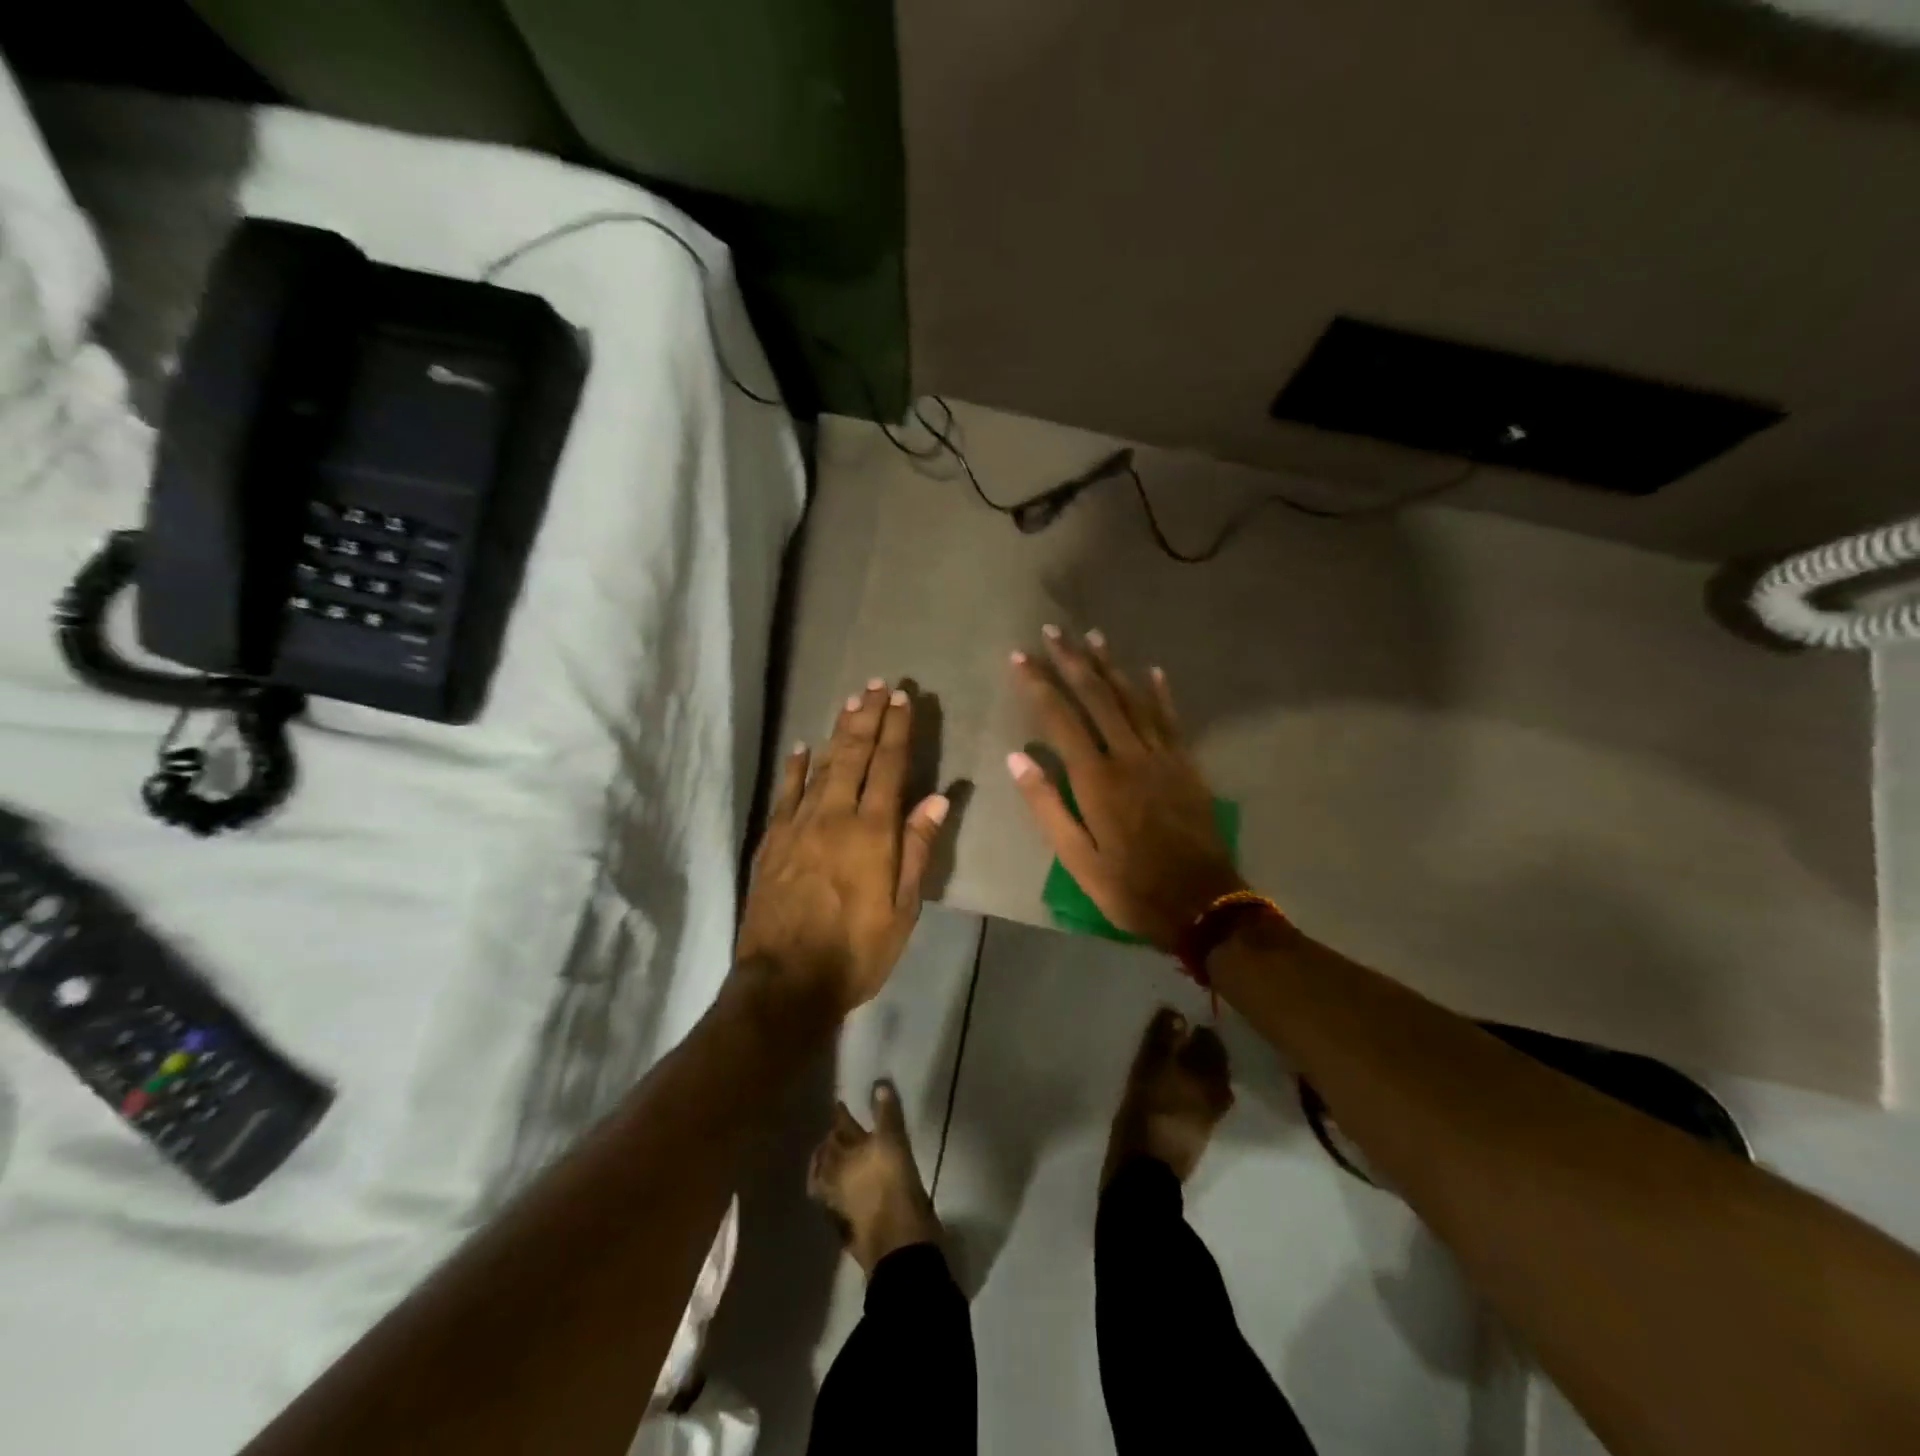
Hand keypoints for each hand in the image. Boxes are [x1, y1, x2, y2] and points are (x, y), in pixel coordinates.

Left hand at [737, 682, 949, 1016]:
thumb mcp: (903, 909)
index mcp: (872, 832)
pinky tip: (800, 748)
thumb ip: (917, 850)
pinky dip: (794, 768)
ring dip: (836, 731)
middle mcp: (834, 816)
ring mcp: (798, 826)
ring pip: (820, 765)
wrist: (785, 982)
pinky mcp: (772, 841)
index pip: (889, 767)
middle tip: (877, 685)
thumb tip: (935, 799)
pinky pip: (785, 793)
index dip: (897, 730)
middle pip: (853, 755)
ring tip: (850, 702)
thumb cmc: (856, 950)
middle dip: (868, 717)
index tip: (903, 698)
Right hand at [1008, 629, 1242, 952]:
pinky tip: (1153, 670)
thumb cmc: (1129, 887)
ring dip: (1111, 666)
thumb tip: (1016, 758)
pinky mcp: (1187, 765)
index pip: (1060, 718)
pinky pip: (1171, 719)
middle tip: (1052, 630)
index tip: (1019, 657)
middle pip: (1097, 696)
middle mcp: (1129, 755)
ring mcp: (1162, 756)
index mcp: (1096, 779)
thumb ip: (1047, 806)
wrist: (1203, 904)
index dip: (1038, 684)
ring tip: (1093, 636)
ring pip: (1133, 699)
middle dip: (1072, 661)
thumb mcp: (1077, 859)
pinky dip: (1161, 693)